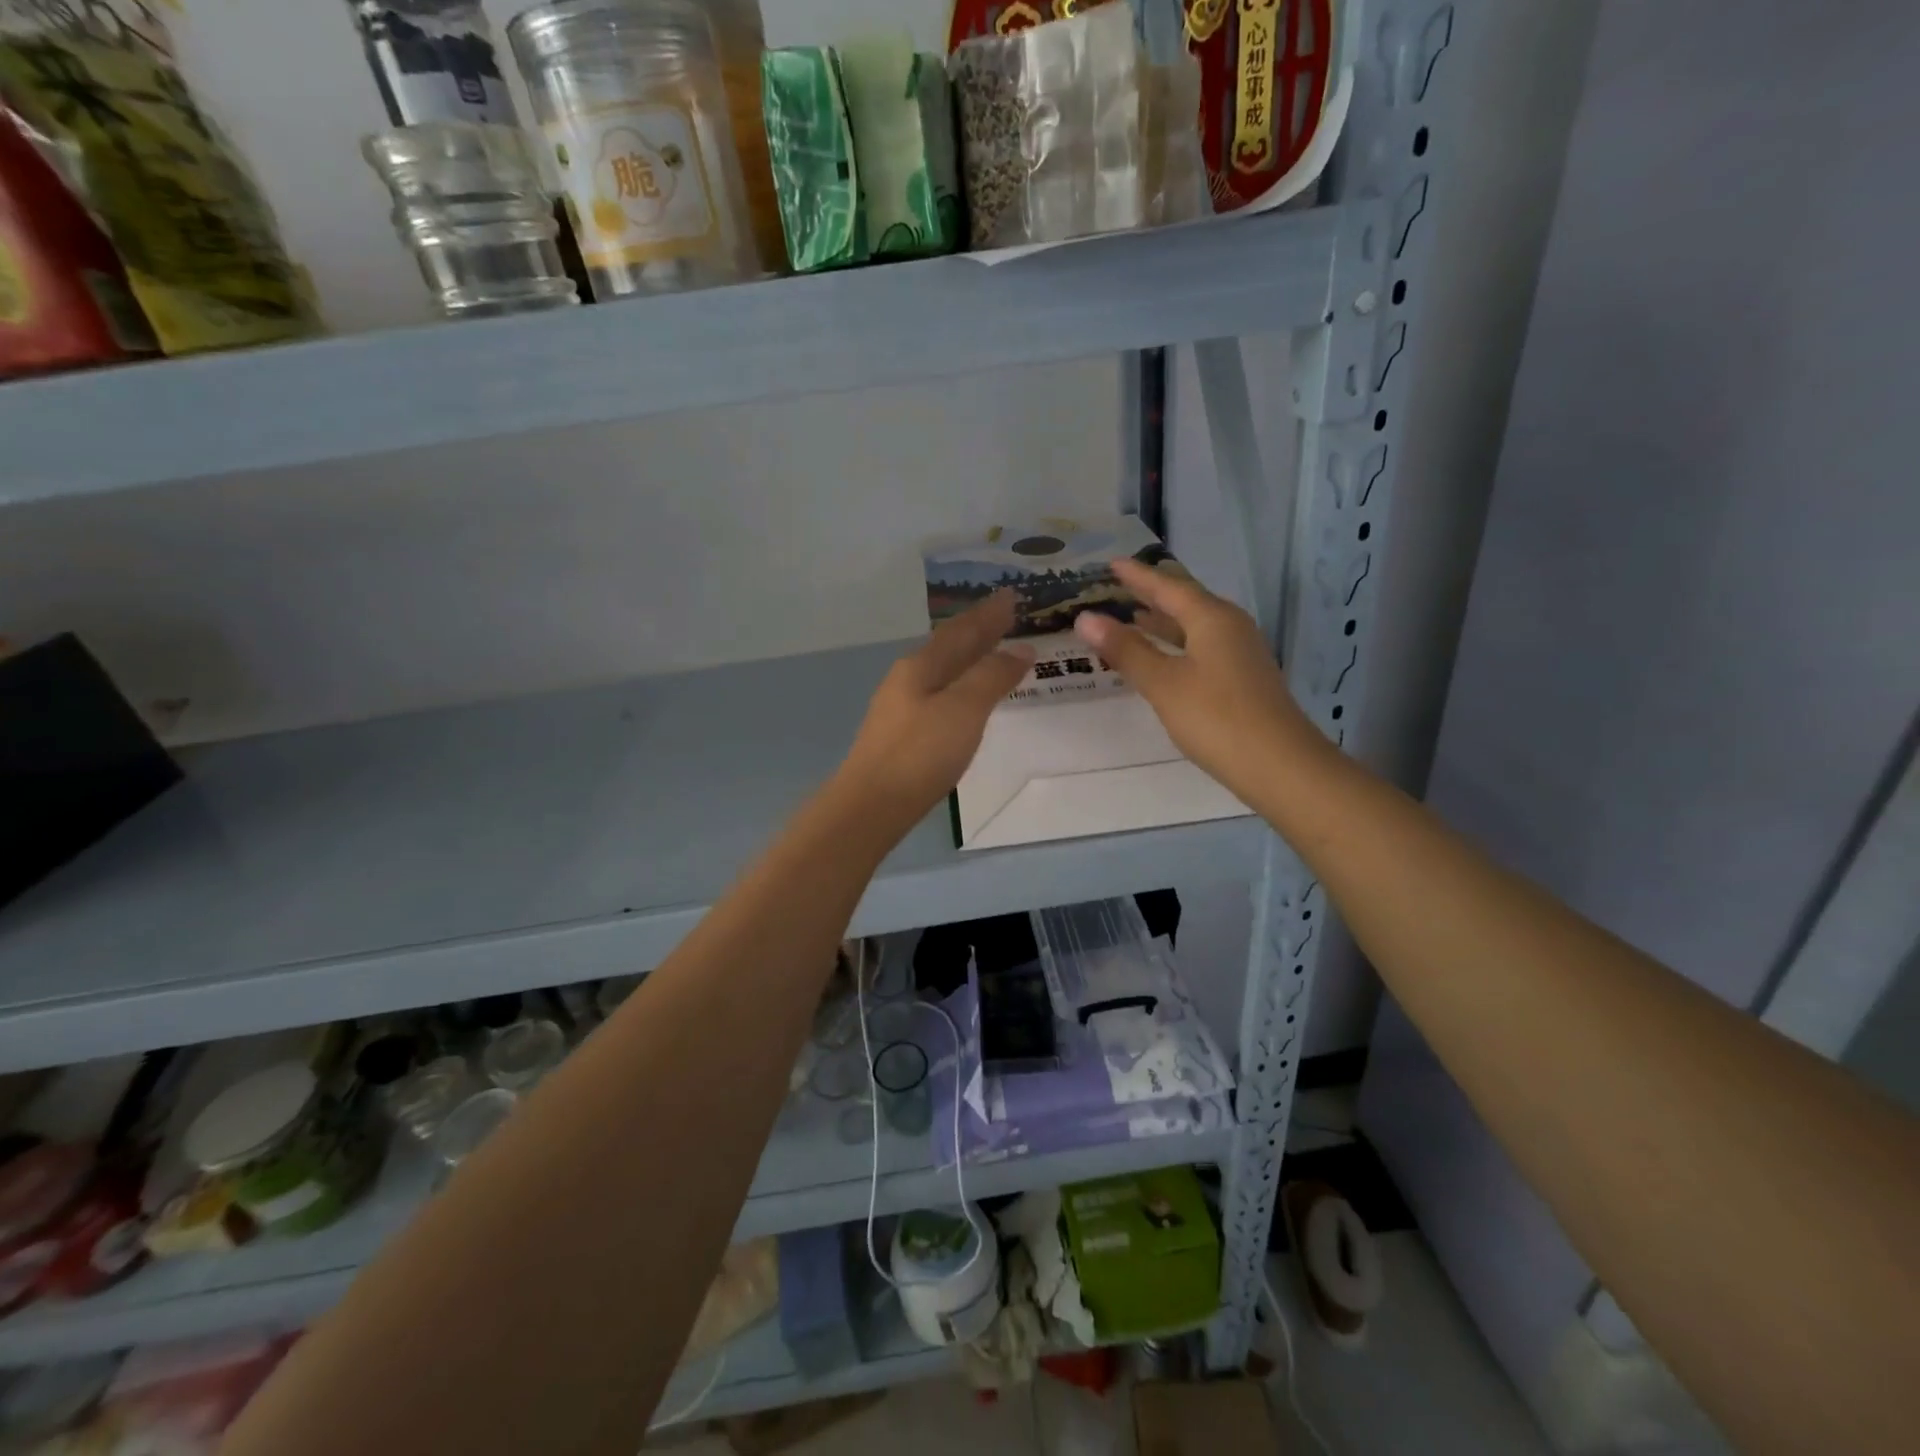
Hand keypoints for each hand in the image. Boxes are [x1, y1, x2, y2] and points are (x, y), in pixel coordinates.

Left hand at [835, 591, 1033, 834]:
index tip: (1011, 597)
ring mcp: (900, 708)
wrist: (872, 805)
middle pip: (948, 647)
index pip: (961, 631)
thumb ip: (992, 677)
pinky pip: (938, 694)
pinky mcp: (901, 735)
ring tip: (991, 651)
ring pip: (941, 671)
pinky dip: (959, 685)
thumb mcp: (964, 710)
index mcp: (921, 666)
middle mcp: (907, 679)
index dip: (988, 615)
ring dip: (968, 658)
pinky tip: (965, 698)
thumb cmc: (921, 753)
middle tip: (1005, 616)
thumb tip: (1020, 650)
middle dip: (977, 631)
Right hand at [1073, 558, 1328, 802]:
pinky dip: (1175, 645)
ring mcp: (1240, 653)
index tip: (1112, 563)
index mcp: (1212, 618)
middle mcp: (1230, 627)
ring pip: (1194, 627)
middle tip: (1117, 588)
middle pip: (1185, 602)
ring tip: (1132, 618)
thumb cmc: (1216, 718)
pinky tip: (1162, 659)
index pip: (1168, 587)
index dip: (1138, 576)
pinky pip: (1201, 647)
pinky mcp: (1242, 678)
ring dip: (1163, 622)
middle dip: (1151, 595)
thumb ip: (1126, 649)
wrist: (1279, 765)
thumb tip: (1085, 618)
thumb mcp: (1163, 683)